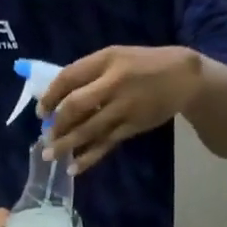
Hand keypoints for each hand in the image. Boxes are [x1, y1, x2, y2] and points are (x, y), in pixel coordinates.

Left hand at [42, 45, 203, 173]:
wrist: (184, 77)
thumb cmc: (145, 65)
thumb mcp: (118, 58)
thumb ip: (91, 73)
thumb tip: (60, 97)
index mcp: (106, 59)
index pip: (68, 77)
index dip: (50, 96)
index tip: (41, 112)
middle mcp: (113, 82)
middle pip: (75, 106)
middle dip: (57, 124)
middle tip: (45, 136)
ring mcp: (123, 106)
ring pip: (88, 129)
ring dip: (66, 145)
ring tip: (50, 156)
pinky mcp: (132, 126)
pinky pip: (105, 144)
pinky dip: (88, 157)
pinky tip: (74, 168)